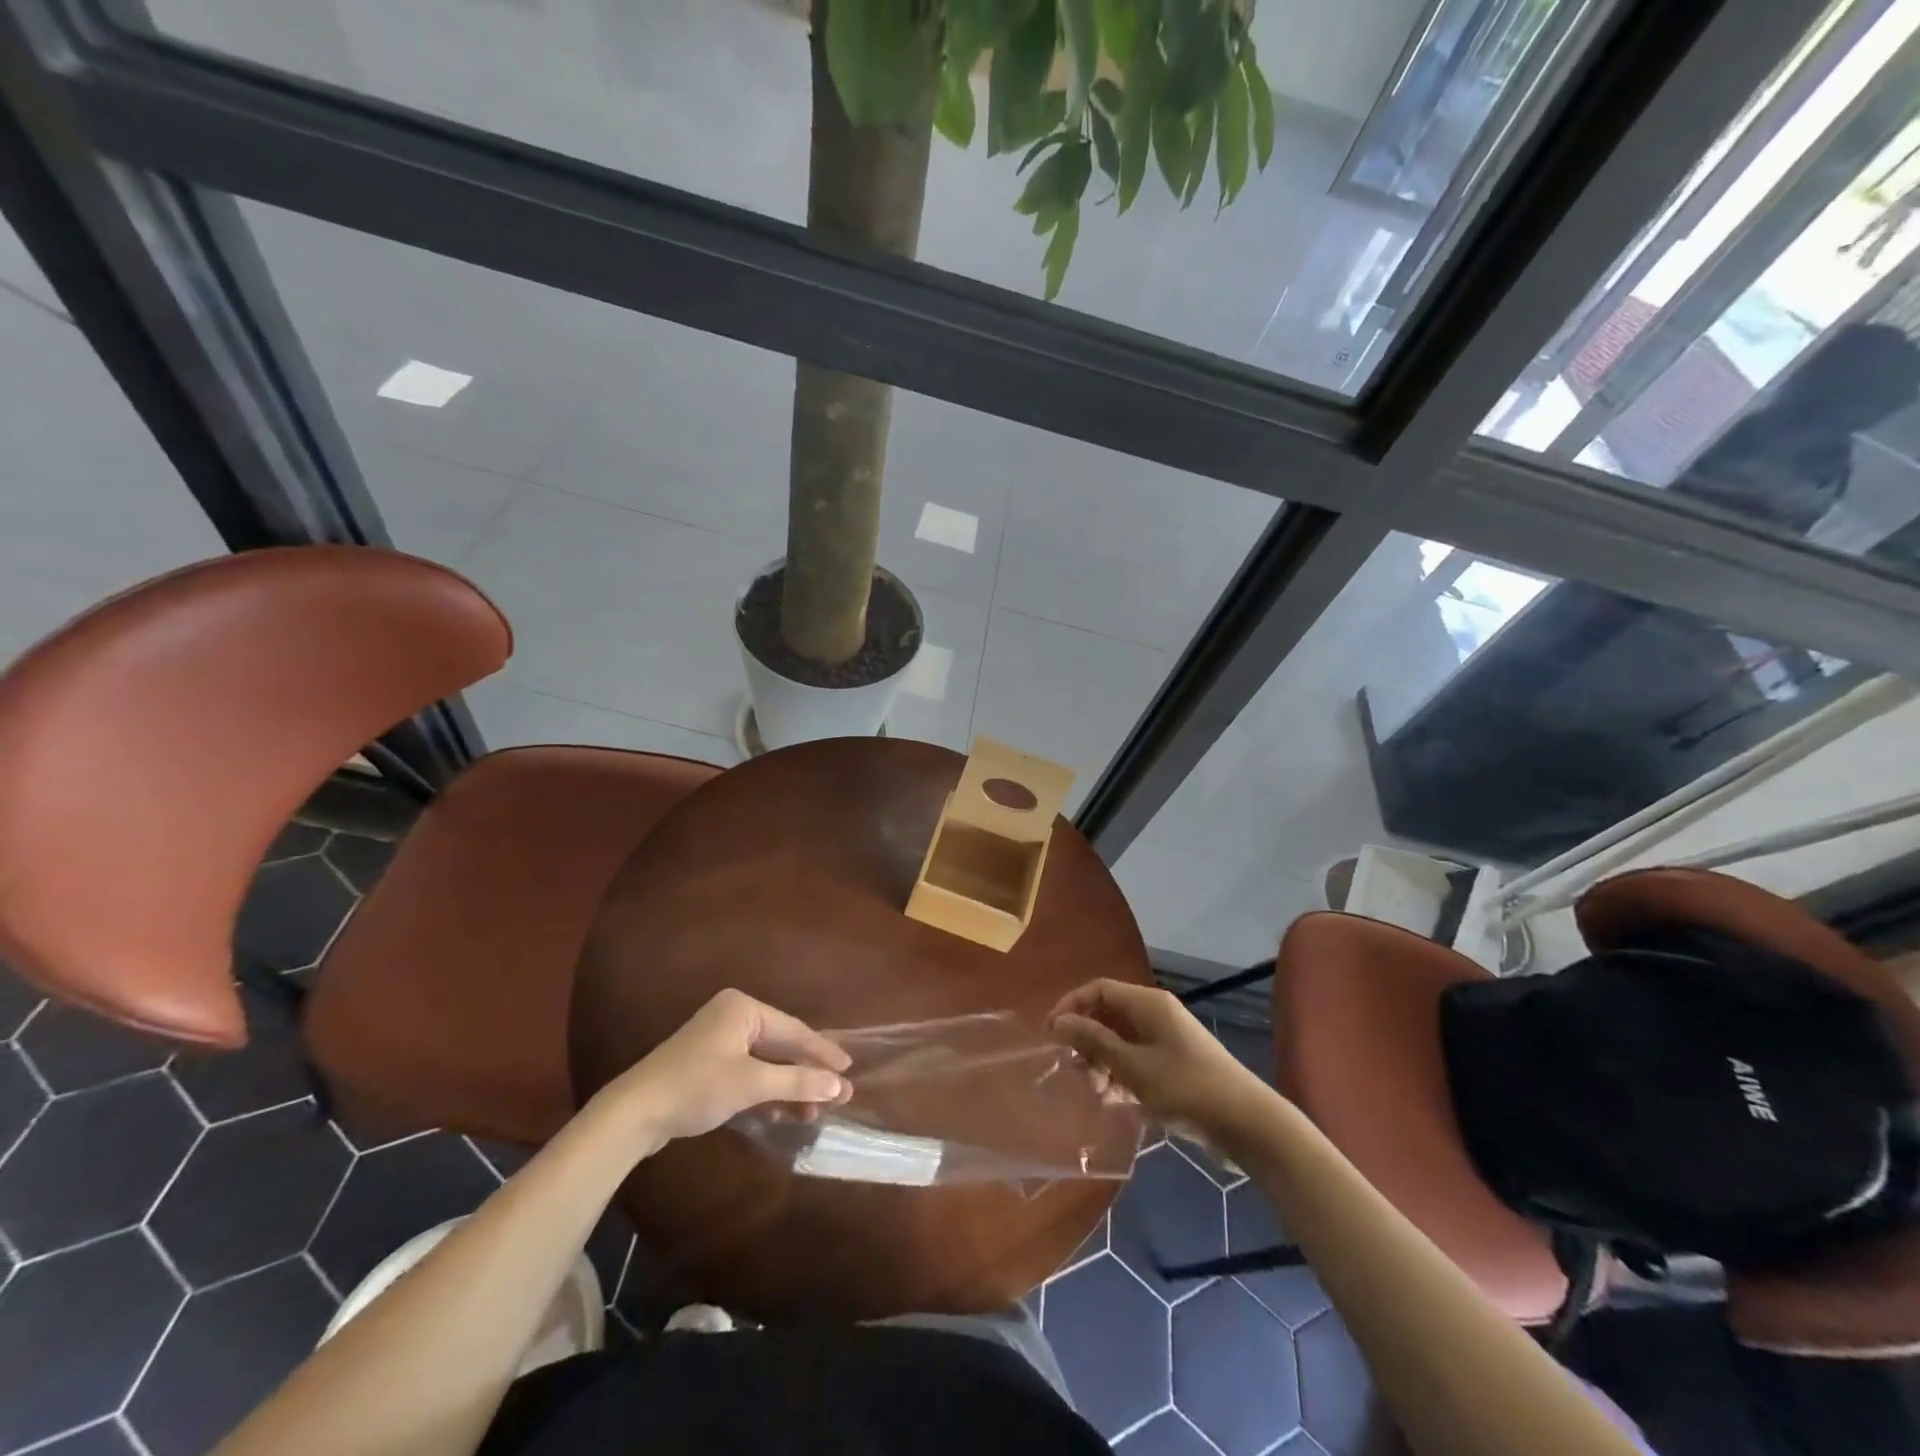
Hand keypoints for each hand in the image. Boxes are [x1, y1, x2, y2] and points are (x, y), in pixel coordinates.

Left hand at [596, 990, 851, 1150]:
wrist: (633, 1114)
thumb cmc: (696, 1086)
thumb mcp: (751, 1084)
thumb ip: (797, 1082)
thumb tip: (839, 1085)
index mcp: (743, 1008)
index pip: (794, 1030)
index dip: (823, 1052)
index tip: (849, 1069)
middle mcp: (733, 1017)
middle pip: (781, 1046)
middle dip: (807, 1073)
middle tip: (838, 1093)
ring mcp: (718, 1042)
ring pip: (765, 1063)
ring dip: (788, 1088)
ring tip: (814, 1112)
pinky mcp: (708, 1067)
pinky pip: (748, 1074)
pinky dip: (765, 1093)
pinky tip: (781, 1113)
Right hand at [1049, 980, 1275, 1141]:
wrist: (1247, 1122)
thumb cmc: (1186, 1087)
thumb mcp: (1133, 1066)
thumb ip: (1094, 1041)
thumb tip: (1059, 1021)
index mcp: (1148, 1004)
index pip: (1099, 989)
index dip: (1071, 1006)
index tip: (1050, 1034)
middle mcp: (1156, 1013)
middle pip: (1108, 1014)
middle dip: (1086, 1039)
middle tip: (1073, 1070)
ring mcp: (1167, 1039)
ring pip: (1120, 1039)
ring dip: (1102, 1061)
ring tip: (1095, 1091)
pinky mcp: (1174, 1063)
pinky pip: (1136, 1059)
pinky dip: (1121, 1074)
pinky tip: (1114, 1100)